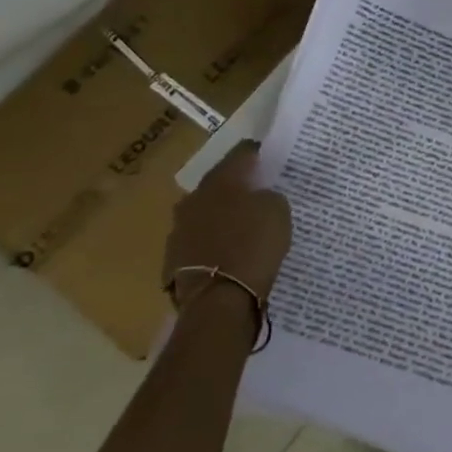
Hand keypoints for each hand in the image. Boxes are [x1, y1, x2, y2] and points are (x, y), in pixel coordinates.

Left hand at [163, 141, 291, 304]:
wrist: (219, 299)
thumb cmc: (254, 246)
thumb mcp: (278, 211)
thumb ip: (268, 196)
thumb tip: (259, 196)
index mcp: (221, 181)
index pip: (240, 154)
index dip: (256, 152)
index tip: (267, 155)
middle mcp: (194, 198)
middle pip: (218, 183)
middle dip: (235, 186)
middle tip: (256, 191)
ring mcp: (179, 229)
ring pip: (205, 212)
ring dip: (221, 214)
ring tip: (241, 225)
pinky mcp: (174, 258)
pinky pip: (199, 239)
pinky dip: (212, 240)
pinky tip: (227, 250)